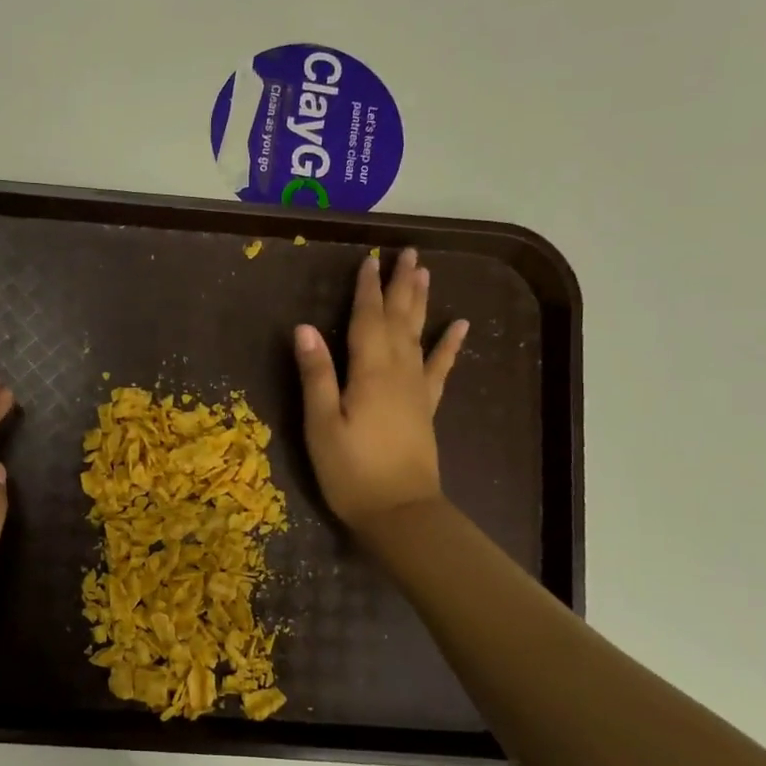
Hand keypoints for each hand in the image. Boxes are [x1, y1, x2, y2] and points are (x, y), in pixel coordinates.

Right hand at [294, 247, 468, 529]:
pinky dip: (450, 345)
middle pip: (400, 319)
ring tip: (427, 273)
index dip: (367, 288)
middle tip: (408, 253)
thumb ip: (316, 375)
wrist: (400, 513)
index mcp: (370, 372)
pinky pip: (440, 367)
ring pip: (420, 335)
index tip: (370, 260)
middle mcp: (399, 372)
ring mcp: (417, 389)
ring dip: (422, 303)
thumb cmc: (351, 471)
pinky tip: (460, 326)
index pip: (368, 319)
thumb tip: (304, 328)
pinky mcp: (426, 407)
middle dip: (401, 285)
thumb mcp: (321, 425)